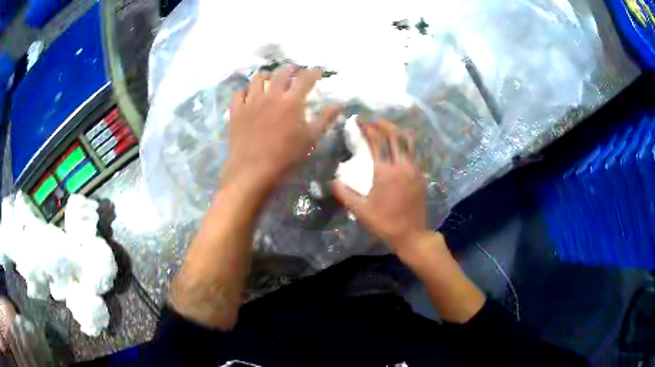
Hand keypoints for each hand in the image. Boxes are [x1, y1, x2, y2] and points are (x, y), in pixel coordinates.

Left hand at [223, 66, 339, 191]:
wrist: (253, 170)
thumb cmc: (285, 156)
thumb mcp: (310, 138)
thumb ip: (325, 118)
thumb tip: (339, 103)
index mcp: (291, 101)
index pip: (305, 78)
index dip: (313, 72)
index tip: (317, 71)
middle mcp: (271, 95)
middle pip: (280, 73)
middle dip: (289, 69)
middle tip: (293, 70)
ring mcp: (251, 101)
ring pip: (257, 79)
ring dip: (266, 75)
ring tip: (269, 78)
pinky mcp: (236, 111)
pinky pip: (239, 93)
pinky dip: (245, 91)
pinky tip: (248, 95)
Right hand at [332, 120, 426, 252]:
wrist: (412, 234)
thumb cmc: (385, 222)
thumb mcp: (360, 210)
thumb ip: (344, 193)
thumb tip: (331, 180)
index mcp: (385, 171)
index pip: (376, 141)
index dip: (366, 128)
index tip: (358, 121)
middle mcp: (401, 165)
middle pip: (394, 135)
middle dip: (382, 124)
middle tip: (372, 121)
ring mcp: (414, 169)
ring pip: (407, 141)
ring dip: (396, 131)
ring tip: (387, 128)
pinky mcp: (420, 175)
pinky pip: (414, 152)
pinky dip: (406, 143)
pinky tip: (399, 146)